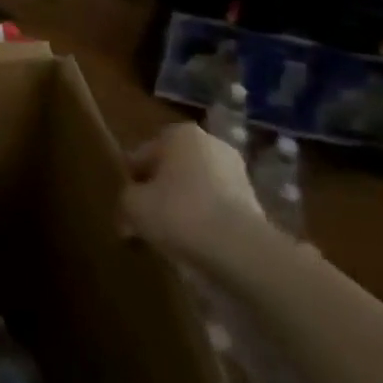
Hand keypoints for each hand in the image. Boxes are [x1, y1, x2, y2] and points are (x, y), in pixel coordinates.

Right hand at [119, 123, 269, 267]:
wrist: (239, 249)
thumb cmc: (178, 212)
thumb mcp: (133, 205)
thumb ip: (126, 200)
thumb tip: (130, 209)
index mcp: (179, 134)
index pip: (143, 154)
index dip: (132, 180)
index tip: (126, 204)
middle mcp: (210, 143)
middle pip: (172, 169)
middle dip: (159, 191)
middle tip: (145, 219)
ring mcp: (237, 173)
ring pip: (196, 189)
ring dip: (183, 207)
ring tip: (168, 236)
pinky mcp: (255, 203)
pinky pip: (216, 208)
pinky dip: (204, 222)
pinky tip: (193, 244)